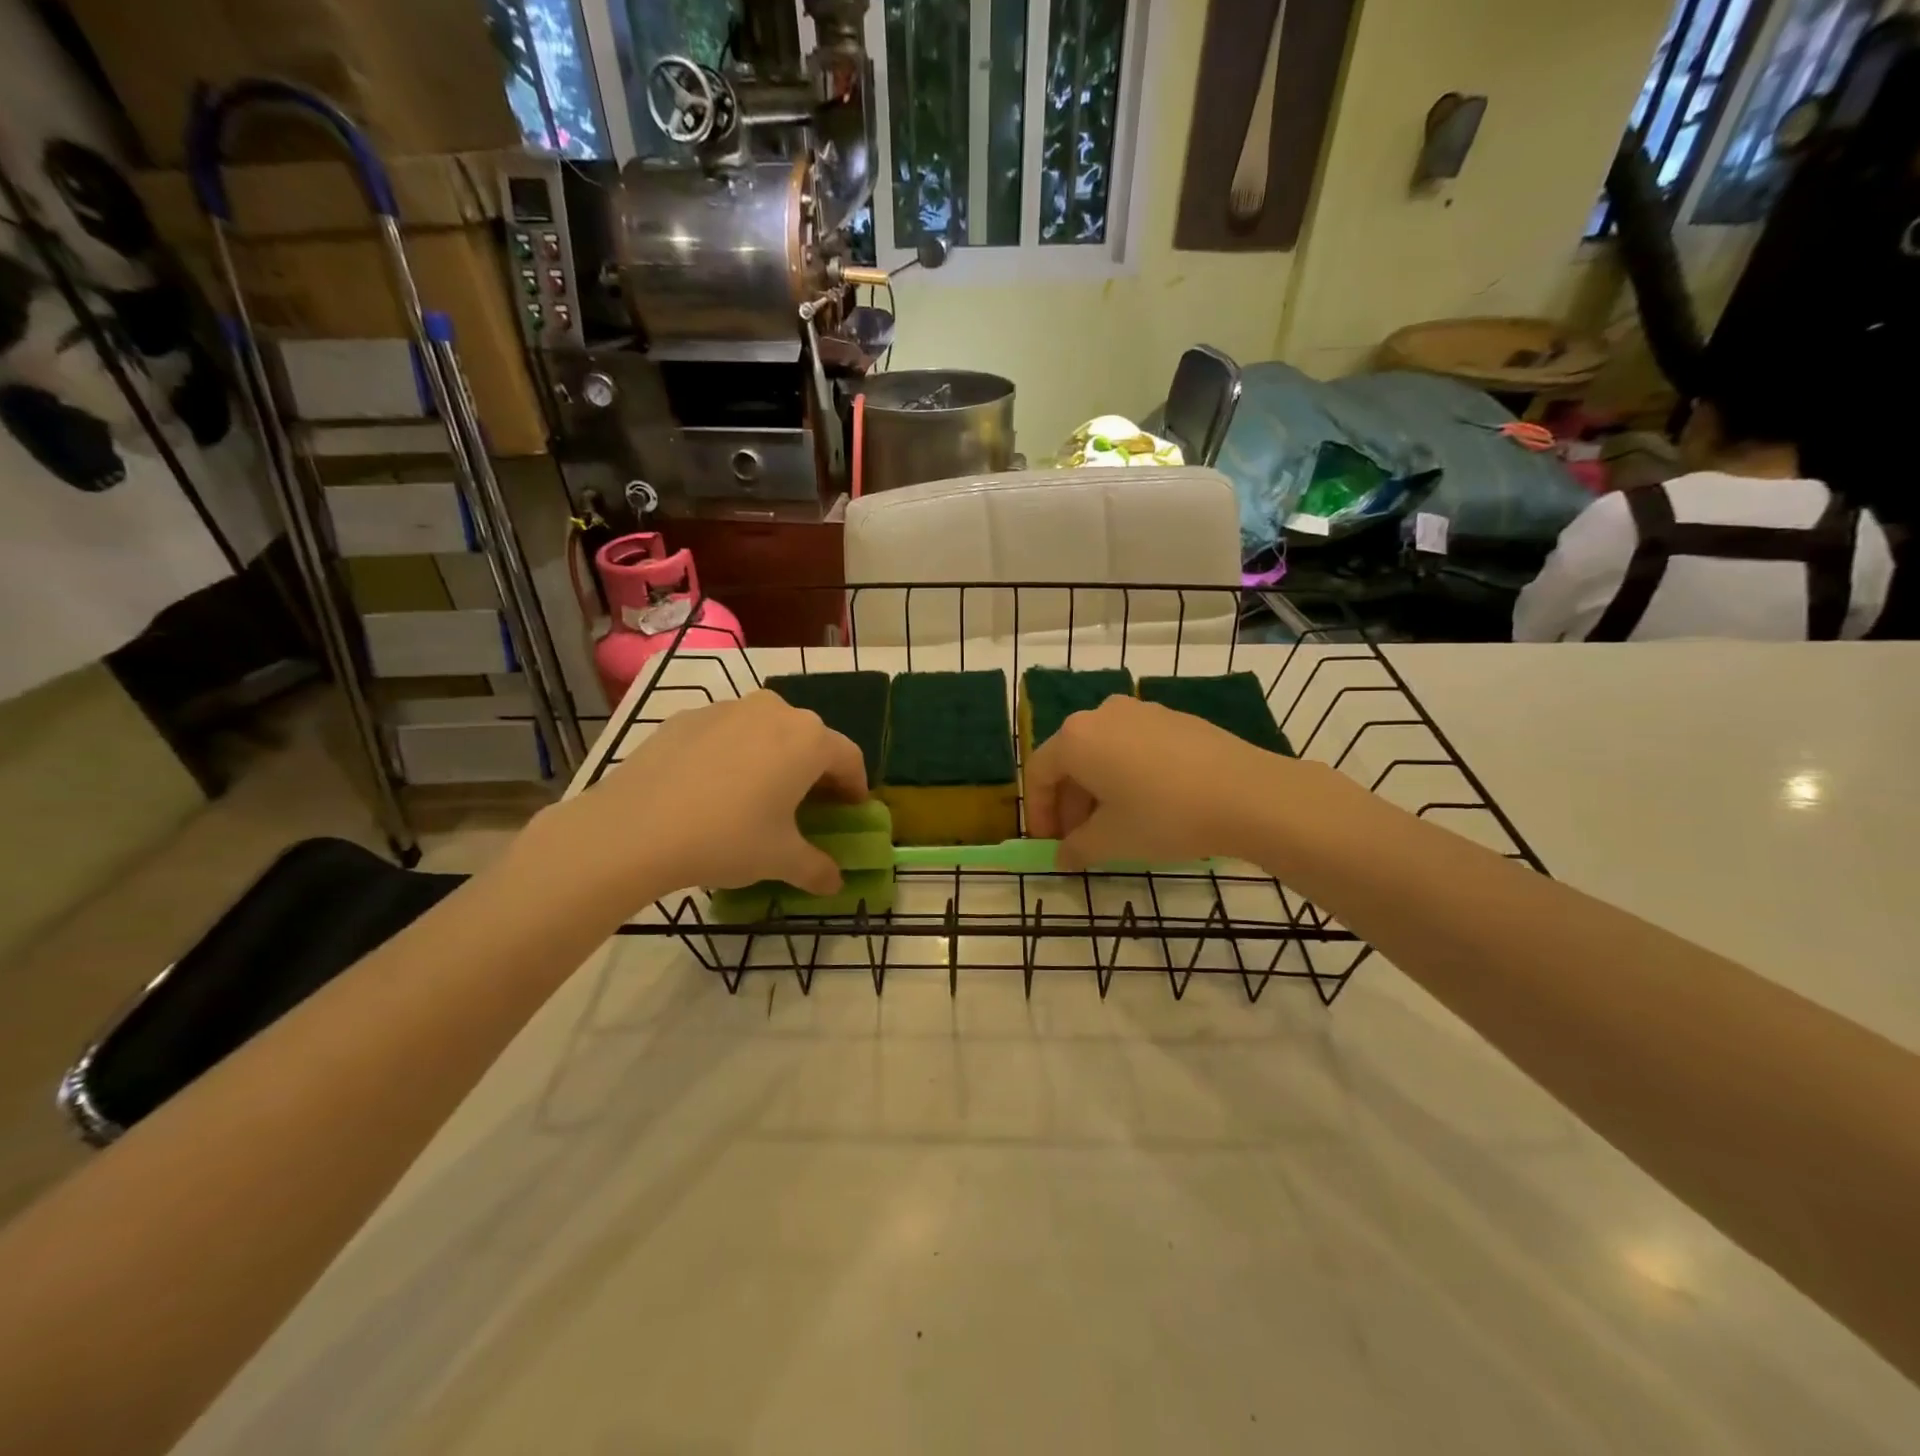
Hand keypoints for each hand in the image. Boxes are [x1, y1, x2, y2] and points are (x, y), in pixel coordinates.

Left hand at [540, 691, 867, 903]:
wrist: (634, 828)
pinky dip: (733, 754)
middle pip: (809, 739)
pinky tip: (713, 789)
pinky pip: (727, 733)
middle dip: (814, 771)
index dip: (854, 788)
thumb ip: (817, 869)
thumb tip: (835, 884)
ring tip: (758, 795)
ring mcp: (728, 709)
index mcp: (809, 740)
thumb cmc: (727, 838)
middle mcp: (775, 712)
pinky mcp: (688, 717)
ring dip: (774, 758)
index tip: (849, 813)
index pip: (849, 758)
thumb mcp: (780, 860)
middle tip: (806, 807)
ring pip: (767, 731)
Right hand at [1023, 694, 1299, 869]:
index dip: (1039, 812)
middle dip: (1069, 803)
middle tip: (1081, 840)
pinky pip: (1134, 746)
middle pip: (1071, 760)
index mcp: (1076, 737)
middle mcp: (1102, 714)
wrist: (1248, 794)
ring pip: (1103, 752)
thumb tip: (1062, 858)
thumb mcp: (1111, 841)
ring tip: (1116, 826)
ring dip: (1098, 789)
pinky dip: (1127, 774)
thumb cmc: (1164, 816)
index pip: (1038, 773)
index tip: (1050, 843)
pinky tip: (1150, 804)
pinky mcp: (1174, 718)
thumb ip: (1076, 849)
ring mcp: (1141, 711)